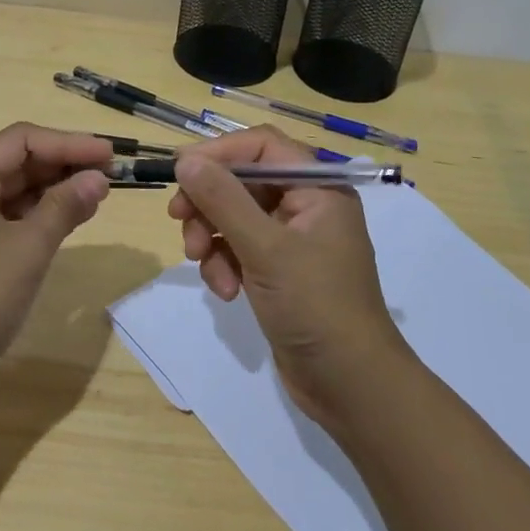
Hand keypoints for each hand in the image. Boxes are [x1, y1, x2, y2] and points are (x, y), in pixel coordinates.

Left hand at [0, 123, 111, 402]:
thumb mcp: (28, 248)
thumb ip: (65, 206)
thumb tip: (97, 179)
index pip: (22, 141)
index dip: (69, 143)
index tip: (109, 156)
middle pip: (17, 164)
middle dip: (64, 166)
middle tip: (109, 176)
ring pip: (14, 194)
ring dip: (54, 192)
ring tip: (97, 197)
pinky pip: (8, 221)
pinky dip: (39, 218)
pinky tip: (68, 223)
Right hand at [169, 127, 411, 426]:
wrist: (350, 385)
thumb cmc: (315, 306)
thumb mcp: (266, 248)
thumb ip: (224, 200)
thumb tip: (186, 159)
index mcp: (318, 188)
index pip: (262, 146)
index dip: (220, 153)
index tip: (181, 171)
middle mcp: (307, 205)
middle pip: (243, 180)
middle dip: (210, 202)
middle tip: (179, 221)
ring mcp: (292, 239)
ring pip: (235, 216)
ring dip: (213, 237)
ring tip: (203, 264)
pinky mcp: (279, 270)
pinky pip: (240, 248)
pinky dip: (225, 263)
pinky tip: (225, 291)